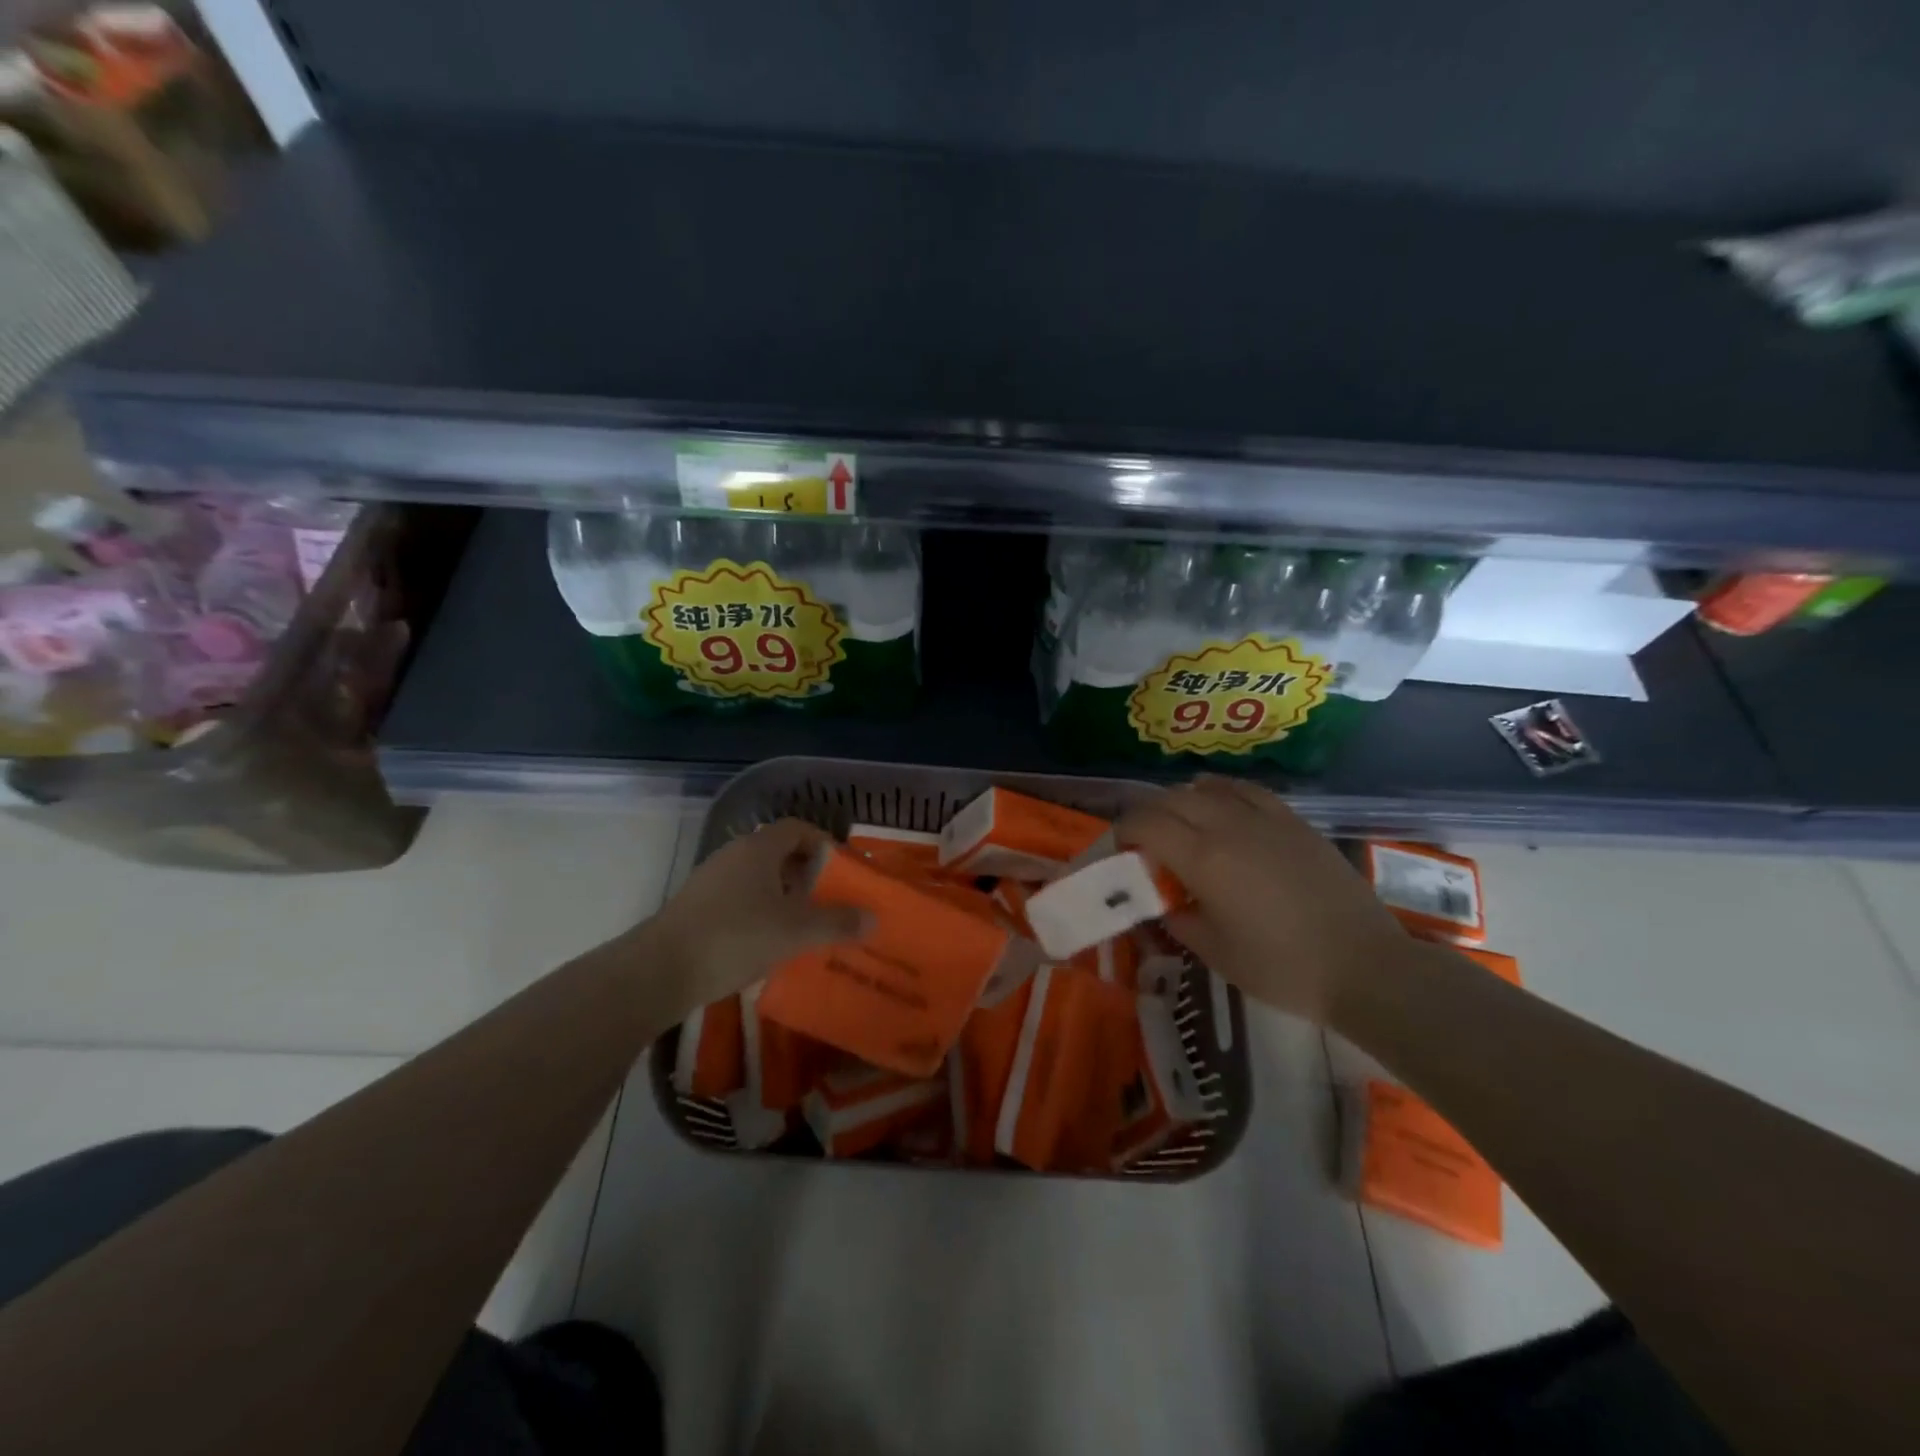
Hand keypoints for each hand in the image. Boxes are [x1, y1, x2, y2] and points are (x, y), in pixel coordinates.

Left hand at [641, 819, 865, 1012]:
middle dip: (806, 874)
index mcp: (759, 848)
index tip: (842, 870)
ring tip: (802, 926)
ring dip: (782, 896)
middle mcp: (733, 855)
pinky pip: (738, 900)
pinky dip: (759, 913)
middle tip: (828, 901)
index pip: (798, 828)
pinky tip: (767, 944)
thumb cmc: (735, 937)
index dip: (823, 844)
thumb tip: (873, 918)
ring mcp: (710, 881)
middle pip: (778, 853)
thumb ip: (837, 922)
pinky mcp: (695, 908)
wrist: (658, 971)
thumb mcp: (796, 931)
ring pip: (757, 879)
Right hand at [1116, 777, 1411, 1022]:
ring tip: (1178, 825)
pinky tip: (1216, 802)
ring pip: (1204, 789)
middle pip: (1169, 800)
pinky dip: (1218, 791)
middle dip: (1146, 816)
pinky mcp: (1292, 820)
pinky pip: (1244, 790)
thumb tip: (1161, 900)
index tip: (1121, 851)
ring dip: (1179, 802)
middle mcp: (1227, 825)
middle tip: (1143, 844)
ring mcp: (1263, 817)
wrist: (1364, 965)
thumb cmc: (1281, 967)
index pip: (1144, 823)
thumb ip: (1176, 918)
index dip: (1123, 831)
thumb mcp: (1213, 951)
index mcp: (1202, 858)